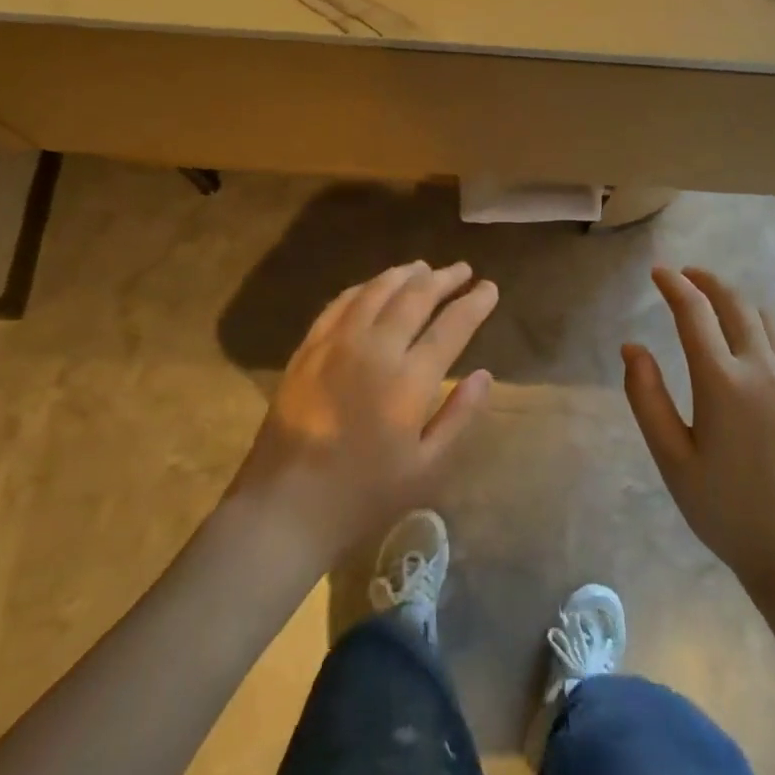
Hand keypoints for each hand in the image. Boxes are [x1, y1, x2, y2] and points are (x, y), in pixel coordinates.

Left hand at [229, 261, 498, 563]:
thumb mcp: (426, 468)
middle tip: (461, 269)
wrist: (285, 506)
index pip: (451, 326)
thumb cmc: (363, 494)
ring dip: (404, 275)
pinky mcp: (308, 348)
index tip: (489, 288)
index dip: (474, 303)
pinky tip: (374, 286)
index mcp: (408, 380)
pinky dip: (364, 287)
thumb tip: (485, 375)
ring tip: (423, 268)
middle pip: (414, 297)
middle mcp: (374, 348)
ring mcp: (336, 343)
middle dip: (442, 279)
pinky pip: (340, 303)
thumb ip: (458, 416)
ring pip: (376, 291)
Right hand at [622, 266, 774, 594]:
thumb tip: (632, 347)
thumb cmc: (726, 509)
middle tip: (686, 276)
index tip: (658, 272)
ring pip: (765, 317)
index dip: (674, 285)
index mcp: (722, 381)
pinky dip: (760, 325)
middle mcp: (763, 367)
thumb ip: (647, 398)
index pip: (694, 312)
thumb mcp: (672, 458)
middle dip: (707, 282)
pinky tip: (748, 343)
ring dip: (736, 301)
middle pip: (735, 302)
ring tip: (715, 305)